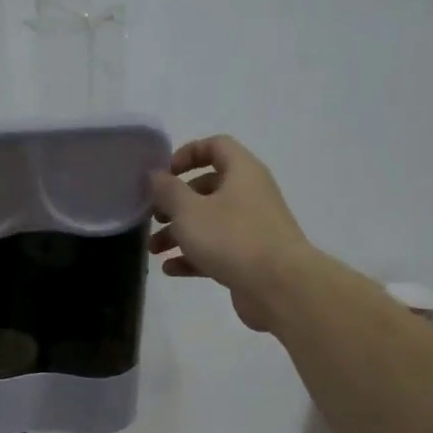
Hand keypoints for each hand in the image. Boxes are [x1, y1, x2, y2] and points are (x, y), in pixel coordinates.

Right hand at [149, 135, 311, 331]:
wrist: (279, 286)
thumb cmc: (231, 238)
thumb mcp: (189, 211)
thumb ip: (168, 190)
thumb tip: (155, 175)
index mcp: (242, 172)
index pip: (216, 146)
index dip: (188, 154)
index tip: (164, 174)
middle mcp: (250, 195)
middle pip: (208, 188)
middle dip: (175, 203)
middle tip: (153, 216)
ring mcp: (252, 228)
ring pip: (209, 223)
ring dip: (178, 233)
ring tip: (154, 249)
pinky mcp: (249, 258)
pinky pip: (216, 250)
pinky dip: (193, 257)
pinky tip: (170, 269)